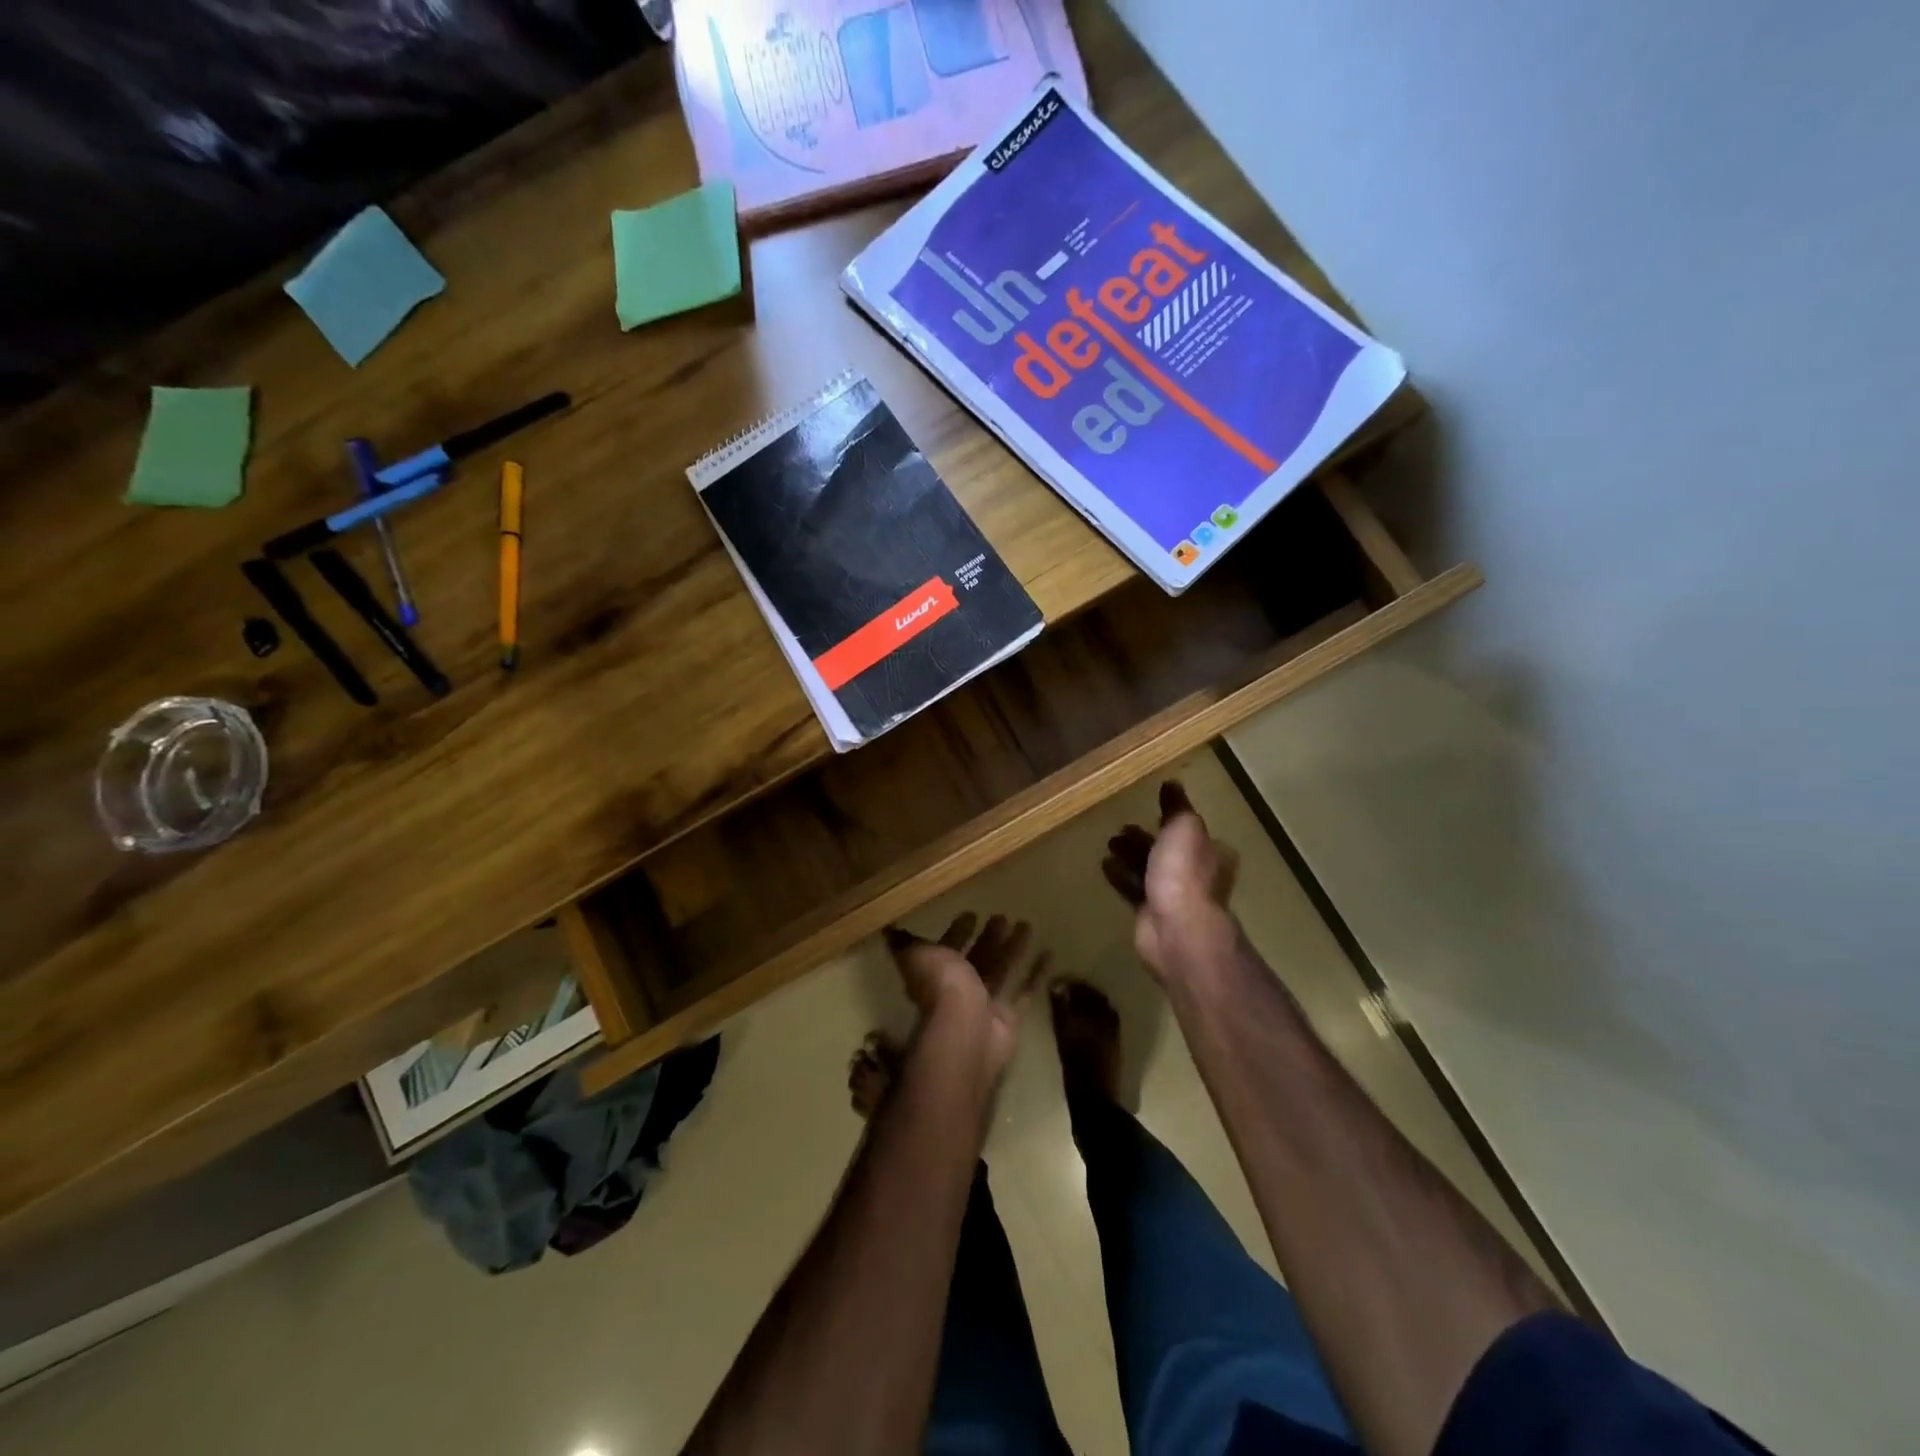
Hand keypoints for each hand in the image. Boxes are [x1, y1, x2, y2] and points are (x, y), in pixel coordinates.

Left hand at [885, 913, 1047, 1078]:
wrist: (966, 1031)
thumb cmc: (941, 987)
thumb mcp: (917, 956)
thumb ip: (907, 944)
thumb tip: (890, 930)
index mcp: (938, 972)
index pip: (947, 948)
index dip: (956, 931)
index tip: (970, 913)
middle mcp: (960, 988)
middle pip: (977, 957)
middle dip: (988, 937)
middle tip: (1002, 916)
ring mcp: (985, 1003)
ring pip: (1002, 969)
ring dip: (1013, 948)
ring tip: (1026, 924)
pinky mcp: (1008, 1016)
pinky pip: (1024, 991)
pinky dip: (1036, 974)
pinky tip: (1049, 953)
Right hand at [1102, 782, 1240, 982]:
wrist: (1177, 930)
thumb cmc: (1185, 874)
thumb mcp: (1184, 829)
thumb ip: (1177, 807)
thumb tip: (1172, 784)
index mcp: (1211, 852)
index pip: (1191, 831)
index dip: (1171, 820)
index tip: (1149, 808)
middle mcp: (1196, 874)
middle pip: (1167, 850)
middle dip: (1145, 838)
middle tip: (1121, 827)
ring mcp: (1174, 896)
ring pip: (1149, 869)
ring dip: (1130, 855)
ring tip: (1109, 842)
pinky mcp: (1151, 914)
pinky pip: (1133, 889)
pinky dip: (1120, 875)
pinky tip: (1104, 864)